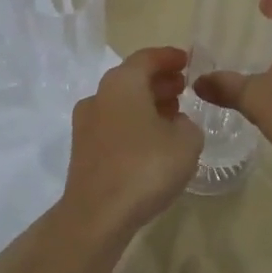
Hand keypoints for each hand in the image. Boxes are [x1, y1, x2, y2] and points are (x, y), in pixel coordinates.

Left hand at [61, 47, 202, 232]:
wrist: (98, 214)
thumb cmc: (145, 167)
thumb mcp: (186, 141)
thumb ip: (188, 124)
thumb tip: (176, 123)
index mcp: (122, 83)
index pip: (147, 58)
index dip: (169, 57)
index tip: (187, 61)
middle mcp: (98, 96)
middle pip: (131, 79)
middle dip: (158, 81)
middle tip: (183, 88)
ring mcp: (86, 124)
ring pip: (121, 103)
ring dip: (146, 104)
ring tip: (172, 115)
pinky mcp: (83, 150)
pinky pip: (113, 125)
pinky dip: (134, 124)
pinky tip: (153, 141)